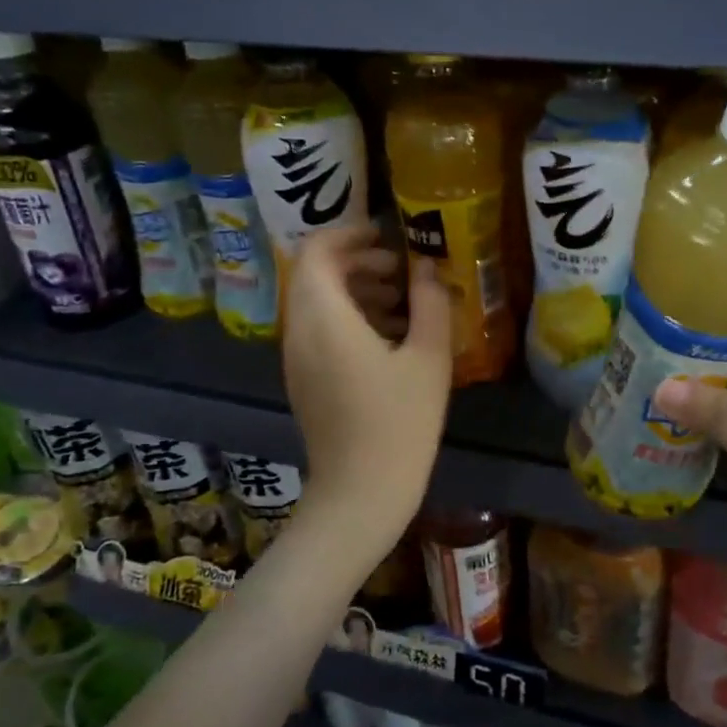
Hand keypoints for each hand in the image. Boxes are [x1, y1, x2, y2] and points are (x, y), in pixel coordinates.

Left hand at [282, 225, 451, 553]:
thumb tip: (425, 266)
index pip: (315, 251)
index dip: (348, 234)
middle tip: (401, 270)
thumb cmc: (400, 422)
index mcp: (325, 318)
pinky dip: (347, 317)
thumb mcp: (429, 357)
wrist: (362, 492)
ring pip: (315, 302)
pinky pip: (317, 329)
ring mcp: (296, 357)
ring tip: (402, 302)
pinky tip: (389, 336)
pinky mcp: (303, 378)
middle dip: (357, 262)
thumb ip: (430, 301)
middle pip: (314, 274)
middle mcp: (299, 331)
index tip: (387, 237)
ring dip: (354, 289)